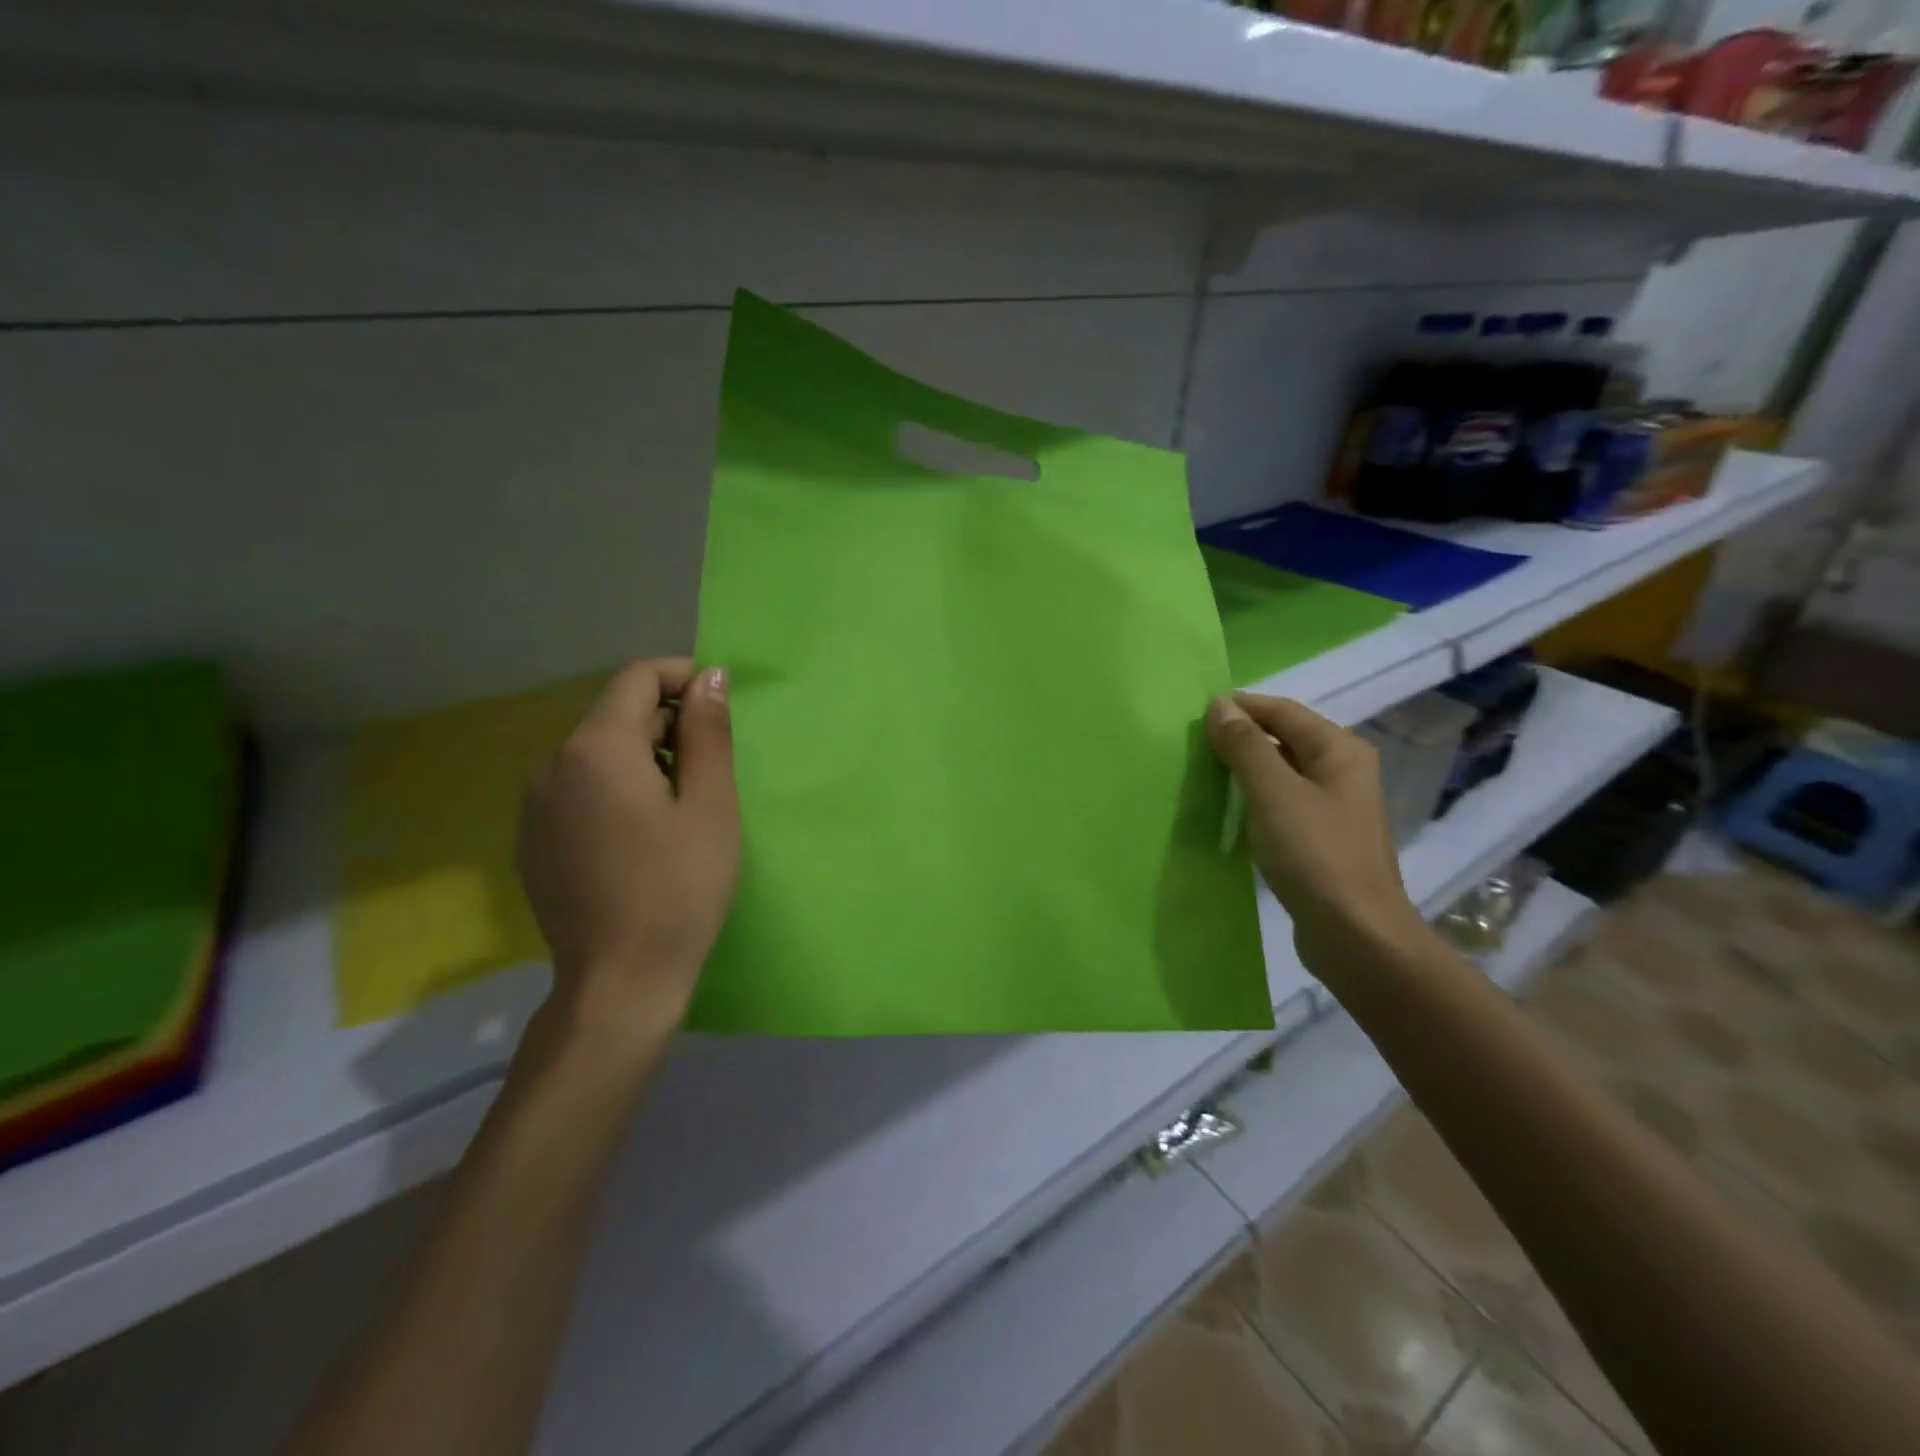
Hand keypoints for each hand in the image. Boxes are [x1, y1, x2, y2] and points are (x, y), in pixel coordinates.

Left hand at [518, 658, 738, 1041]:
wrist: (619, 982)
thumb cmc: (680, 889)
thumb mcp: (711, 806)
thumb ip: (708, 733)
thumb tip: (709, 676)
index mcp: (597, 749)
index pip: (637, 678)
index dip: (683, 677)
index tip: (719, 706)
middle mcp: (553, 765)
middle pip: (616, 714)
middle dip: (668, 724)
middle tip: (712, 768)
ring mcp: (536, 806)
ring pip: (597, 753)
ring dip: (644, 757)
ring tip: (682, 805)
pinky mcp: (534, 840)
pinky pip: (579, 789)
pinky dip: (615, 788)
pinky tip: (642, 836)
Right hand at [1205, 693, 1428, 974]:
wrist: (1356, 934)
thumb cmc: (1315, 854)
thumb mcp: (1273, 793)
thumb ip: (1244, 746)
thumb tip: (1219, 705)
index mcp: (1339, 750)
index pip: (1282, 711)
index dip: (1240, 707)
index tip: (1194, 715)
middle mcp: (1342, 770)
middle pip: (1284, 738)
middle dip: (1241, 737)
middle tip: (1193, 745)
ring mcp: (1334, 806)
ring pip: (1282, 771)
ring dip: (1246, 768)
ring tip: (1204, 773)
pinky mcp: (1322, 837)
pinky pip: (1282, 802)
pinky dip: (1255, 798)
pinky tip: (1230, 810)